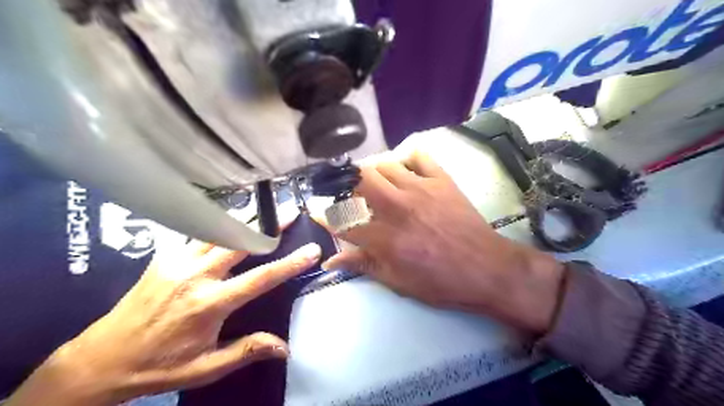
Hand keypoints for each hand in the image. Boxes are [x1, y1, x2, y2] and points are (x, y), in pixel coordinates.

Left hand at [6, 241, 318, 405]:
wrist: (100, 360)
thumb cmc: (158, 366)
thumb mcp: (205, 368)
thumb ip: (247, 350)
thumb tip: (285, 347)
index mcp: (210, 303)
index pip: (260, 277)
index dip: (290, 263)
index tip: (312, 250)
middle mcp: (196, 275)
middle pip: (241, 240)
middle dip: (269, 224)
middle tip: (290, 211)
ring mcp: (177, 262)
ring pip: (219, 230)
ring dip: (246, 218)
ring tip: (266, 206)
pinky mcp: (164, 257)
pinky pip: (198, 234)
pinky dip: (219, 223)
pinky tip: (230, 218)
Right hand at [322, 150, 565, 334]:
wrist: (486, 268)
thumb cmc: (441, 282)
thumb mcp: (398, 282)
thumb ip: (363, 265)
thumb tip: (331, 260)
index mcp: (385, 238)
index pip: (343, 219)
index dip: (324, 213)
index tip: (317, 209)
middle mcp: (398, 207)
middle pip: (360, 180)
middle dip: (347, 183)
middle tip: (350, 194)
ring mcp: (420, 189)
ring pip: (384, 164)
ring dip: (373, 173)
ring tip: (376, 184)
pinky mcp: (441, 180)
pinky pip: (418, 156)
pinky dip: (406, 159)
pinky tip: (405, 171)